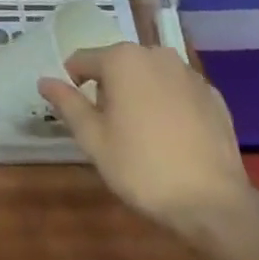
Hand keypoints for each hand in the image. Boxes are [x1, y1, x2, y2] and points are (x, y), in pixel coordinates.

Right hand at [40, 44, 258, 238]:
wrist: (214, 205)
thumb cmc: (143, 168)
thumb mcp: (94, 139)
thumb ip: (68, 104)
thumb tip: (44, 80)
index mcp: (122, 59)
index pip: (83, 60)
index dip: (74, 85)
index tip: (80, 115)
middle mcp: (155, 54)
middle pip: (118, 65)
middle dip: (110, 89)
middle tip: (112, 130)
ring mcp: (189, 73)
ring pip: (150, 76)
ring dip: (140, 94)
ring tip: (144, 135)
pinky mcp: (213, 95)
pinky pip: (178, 91)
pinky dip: (170, 105)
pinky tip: (174, 138)